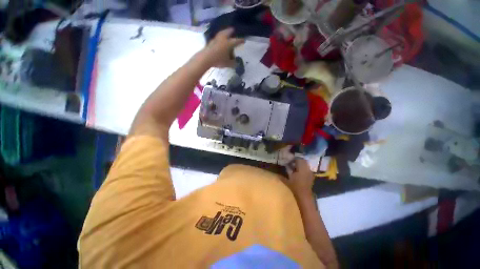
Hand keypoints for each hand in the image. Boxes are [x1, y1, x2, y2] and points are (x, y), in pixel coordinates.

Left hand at [203, 28, 244, 67]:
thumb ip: (233, 63)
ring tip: (225, 33)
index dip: (240, 41)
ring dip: (224, 32)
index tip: (244, 40)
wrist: (206, 58)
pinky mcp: (211, 42)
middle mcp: (223, 39)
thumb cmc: (219, 60)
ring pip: (221, 33)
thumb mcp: (228, 64)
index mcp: (229, 43)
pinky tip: (219, 40)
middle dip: (230, 31)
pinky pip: (217, 38)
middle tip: (233, 29)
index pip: (236, 41)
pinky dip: (219, 37)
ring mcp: (216, 39)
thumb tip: (236, 63)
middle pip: (227, 32)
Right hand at [283, 158, 314, 198]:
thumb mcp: (287, 180)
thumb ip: (283, 175)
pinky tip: (299, 172)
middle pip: (303, 160)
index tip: (289, 161)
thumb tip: (277, 172)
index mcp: (301, 168)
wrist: (304, 195)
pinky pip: (307, 168)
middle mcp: (307, 169)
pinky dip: (304, 168)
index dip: (293, 159)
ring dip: (301, 164)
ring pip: (306, 164)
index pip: (298, 159)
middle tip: (292, 163)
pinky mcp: (311, 175)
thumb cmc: (295, 187)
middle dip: (298, 160)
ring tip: (295, 167)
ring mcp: (310, 172)